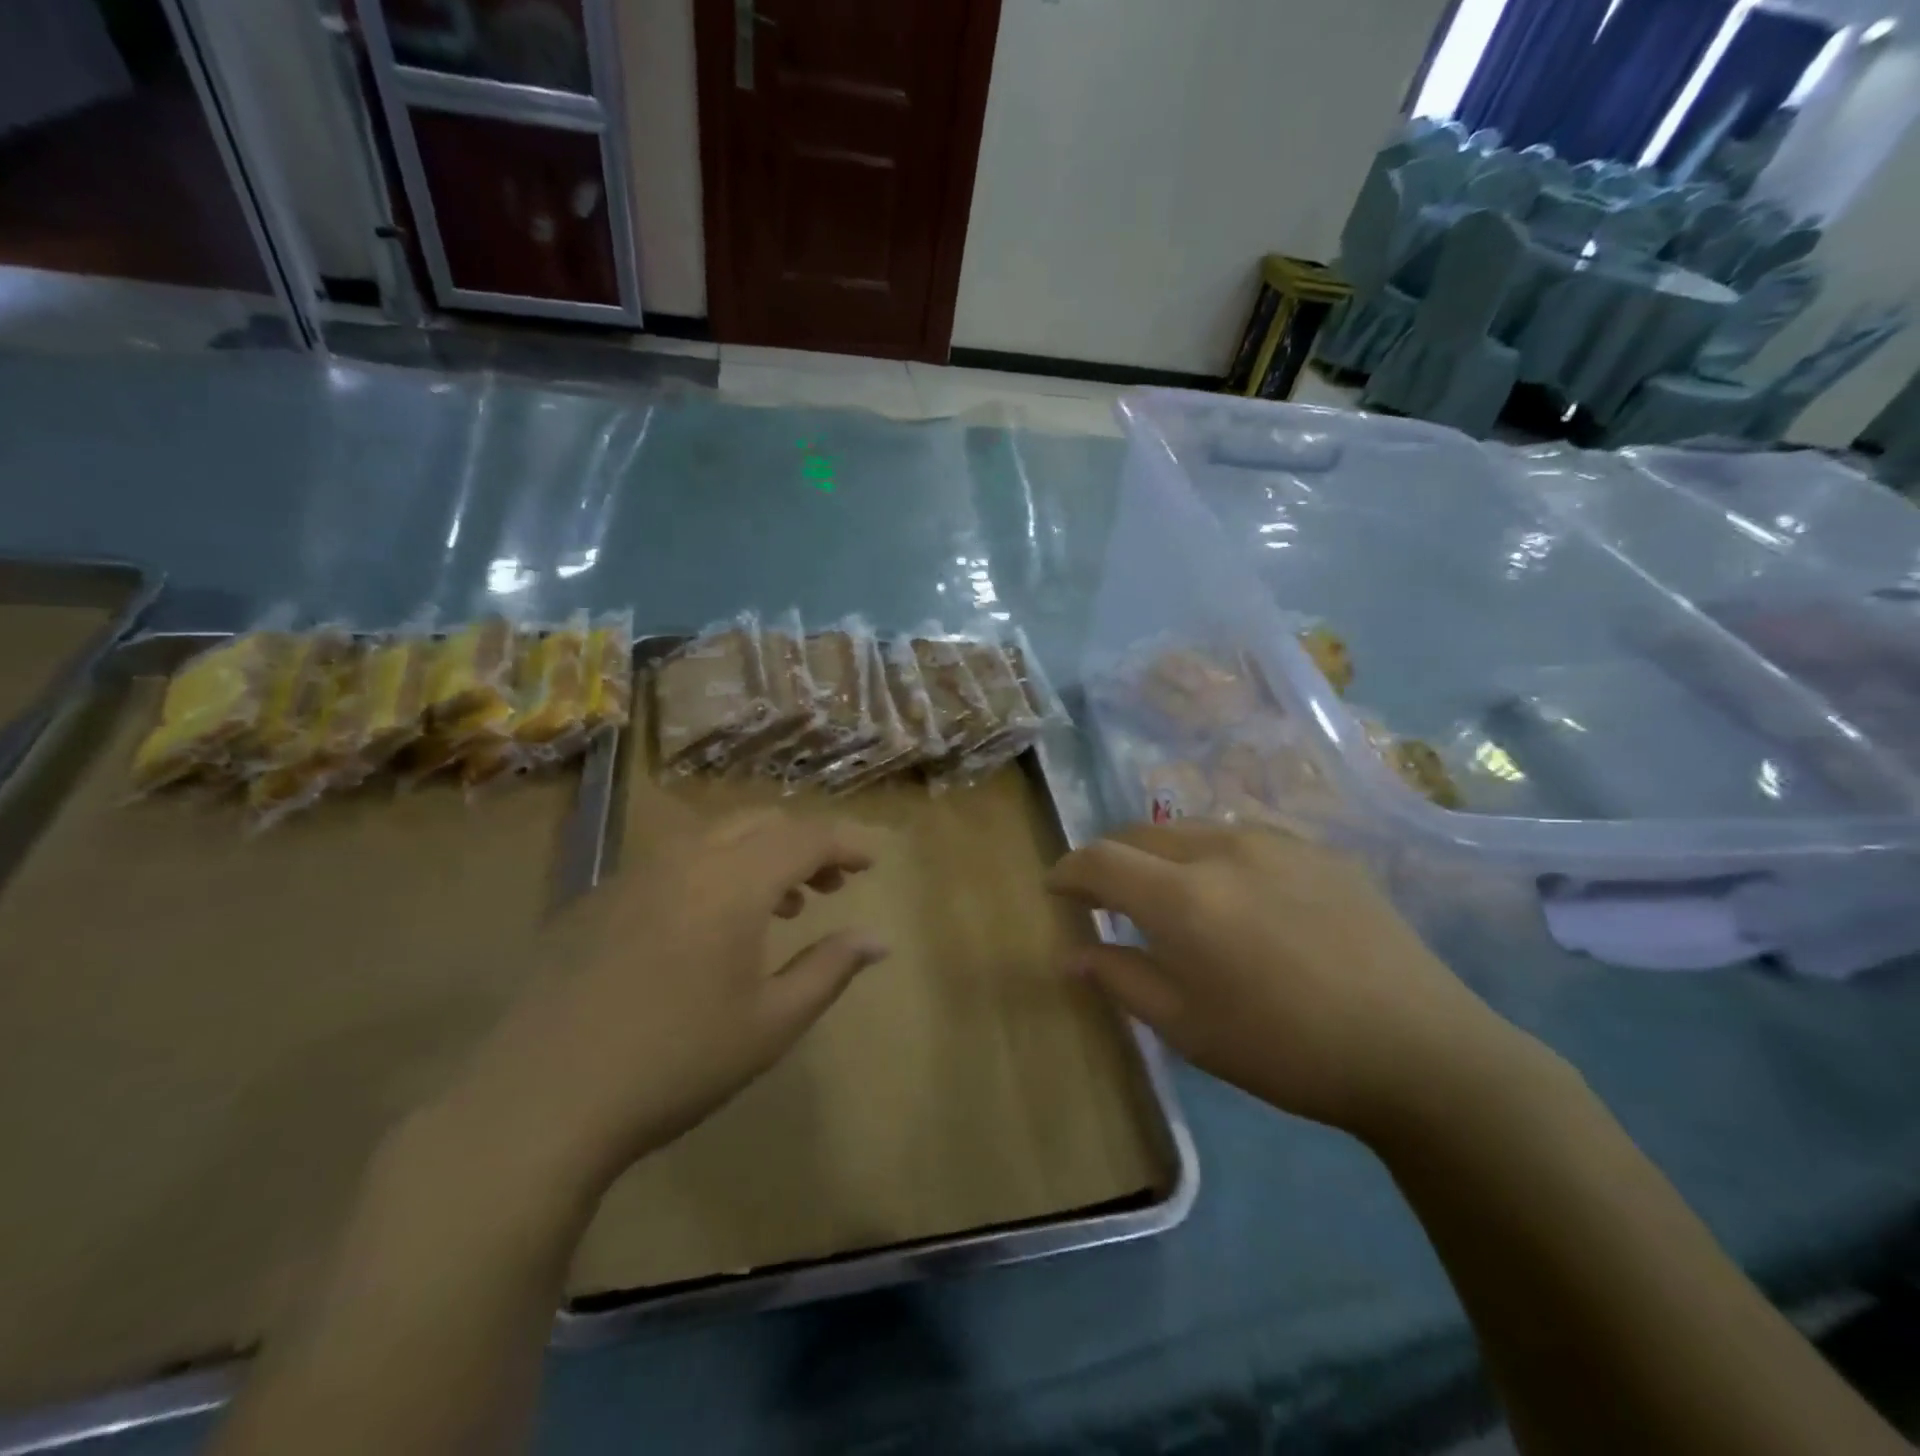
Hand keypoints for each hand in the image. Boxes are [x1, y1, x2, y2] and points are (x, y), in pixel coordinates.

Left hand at [423, 809, 886, 1202]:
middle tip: (830, 889)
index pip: (806, 838)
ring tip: (781, 907)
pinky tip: (710, 926)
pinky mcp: (601, 898)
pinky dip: (714, 871)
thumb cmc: (677, 1061)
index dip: (845, 844)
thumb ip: (830, 969)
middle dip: (804, 845)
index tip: (872, 863)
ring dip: (759, 856)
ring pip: (715, 836)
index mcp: (734, 882)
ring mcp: (636, 874)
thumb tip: (878, 940)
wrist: (542, 1101)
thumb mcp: (771, 1022)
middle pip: (761, 823)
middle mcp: (686, 859)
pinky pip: (675, 860)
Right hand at [1048, 822, 1526, 1141]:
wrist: (1417, 1049)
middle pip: (1140, 833)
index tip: (1056, 889)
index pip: (1099, 860)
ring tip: (1169, 892)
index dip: (1068, 871)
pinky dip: (1214, 855)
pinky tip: (1237, 893)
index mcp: (1182, 896)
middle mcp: (1221, 848)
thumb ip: (1121, 979)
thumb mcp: (1187, 1028)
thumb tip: (1071, 954)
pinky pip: (1243, 836)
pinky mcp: (1318, 848)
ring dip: (1162, 854)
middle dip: (1111, 858)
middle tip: (1105, 895)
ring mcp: (1275, 840)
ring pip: (1192, 828)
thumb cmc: (1284, 1049)